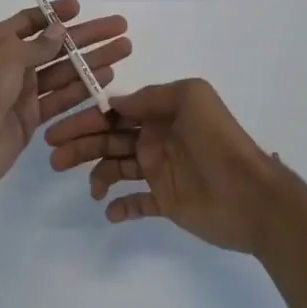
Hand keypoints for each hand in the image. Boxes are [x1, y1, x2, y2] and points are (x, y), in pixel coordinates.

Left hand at [0, 0, 130, 199]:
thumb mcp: (8, 56)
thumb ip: (38, 45)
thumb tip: (59, 29)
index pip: (30, 21)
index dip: (55, 15)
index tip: (81, 9)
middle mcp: (11, 63)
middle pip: (55, 45)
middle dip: (87, 36)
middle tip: (119, 27)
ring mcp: (22, 91)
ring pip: (64, 71)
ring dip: (92, 60)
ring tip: (123, 49)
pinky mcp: (32, 117)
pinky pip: (61, 98)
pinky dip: (83, 88)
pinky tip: (107, 77)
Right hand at [45, 78, 280, 252]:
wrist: (252, 195)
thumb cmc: (219, 140)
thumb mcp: (190, 98)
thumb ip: (151, 97)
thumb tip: (115, 103)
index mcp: (160, 113)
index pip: (116, 112)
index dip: (87, 118)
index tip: (60, 126)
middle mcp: (155, 139)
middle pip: (109, 139)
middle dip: (81, 144)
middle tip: (54, 156)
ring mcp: (160, 171)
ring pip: (117, 168)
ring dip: (96, 174)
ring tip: (89, 187)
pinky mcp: (166, 202)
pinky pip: (136, 203)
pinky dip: (120, 207)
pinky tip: (110, 210)